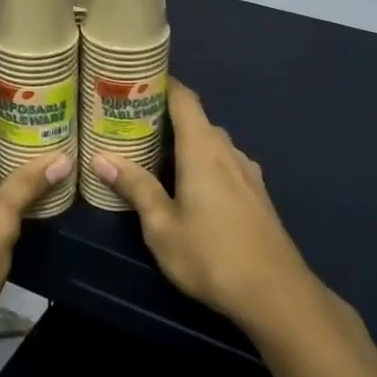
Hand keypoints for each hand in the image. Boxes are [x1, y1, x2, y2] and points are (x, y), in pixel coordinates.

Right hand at [90, 81, 320, 333]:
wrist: (275, 294)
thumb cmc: (210, 256)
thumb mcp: (161, 226)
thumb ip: (135, 187)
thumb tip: (101, 157)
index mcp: (203, 148)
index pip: (184, 98)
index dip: (161, 84)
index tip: (134, 82)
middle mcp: (228, 151)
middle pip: (195, 120)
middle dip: (164, 119)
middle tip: (130, 128)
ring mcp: (247, 172)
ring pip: (211, 144)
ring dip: (184, 145)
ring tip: (153, 159)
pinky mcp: (256, 194)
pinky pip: (224, 164)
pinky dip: (202, 164)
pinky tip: (187, 190)